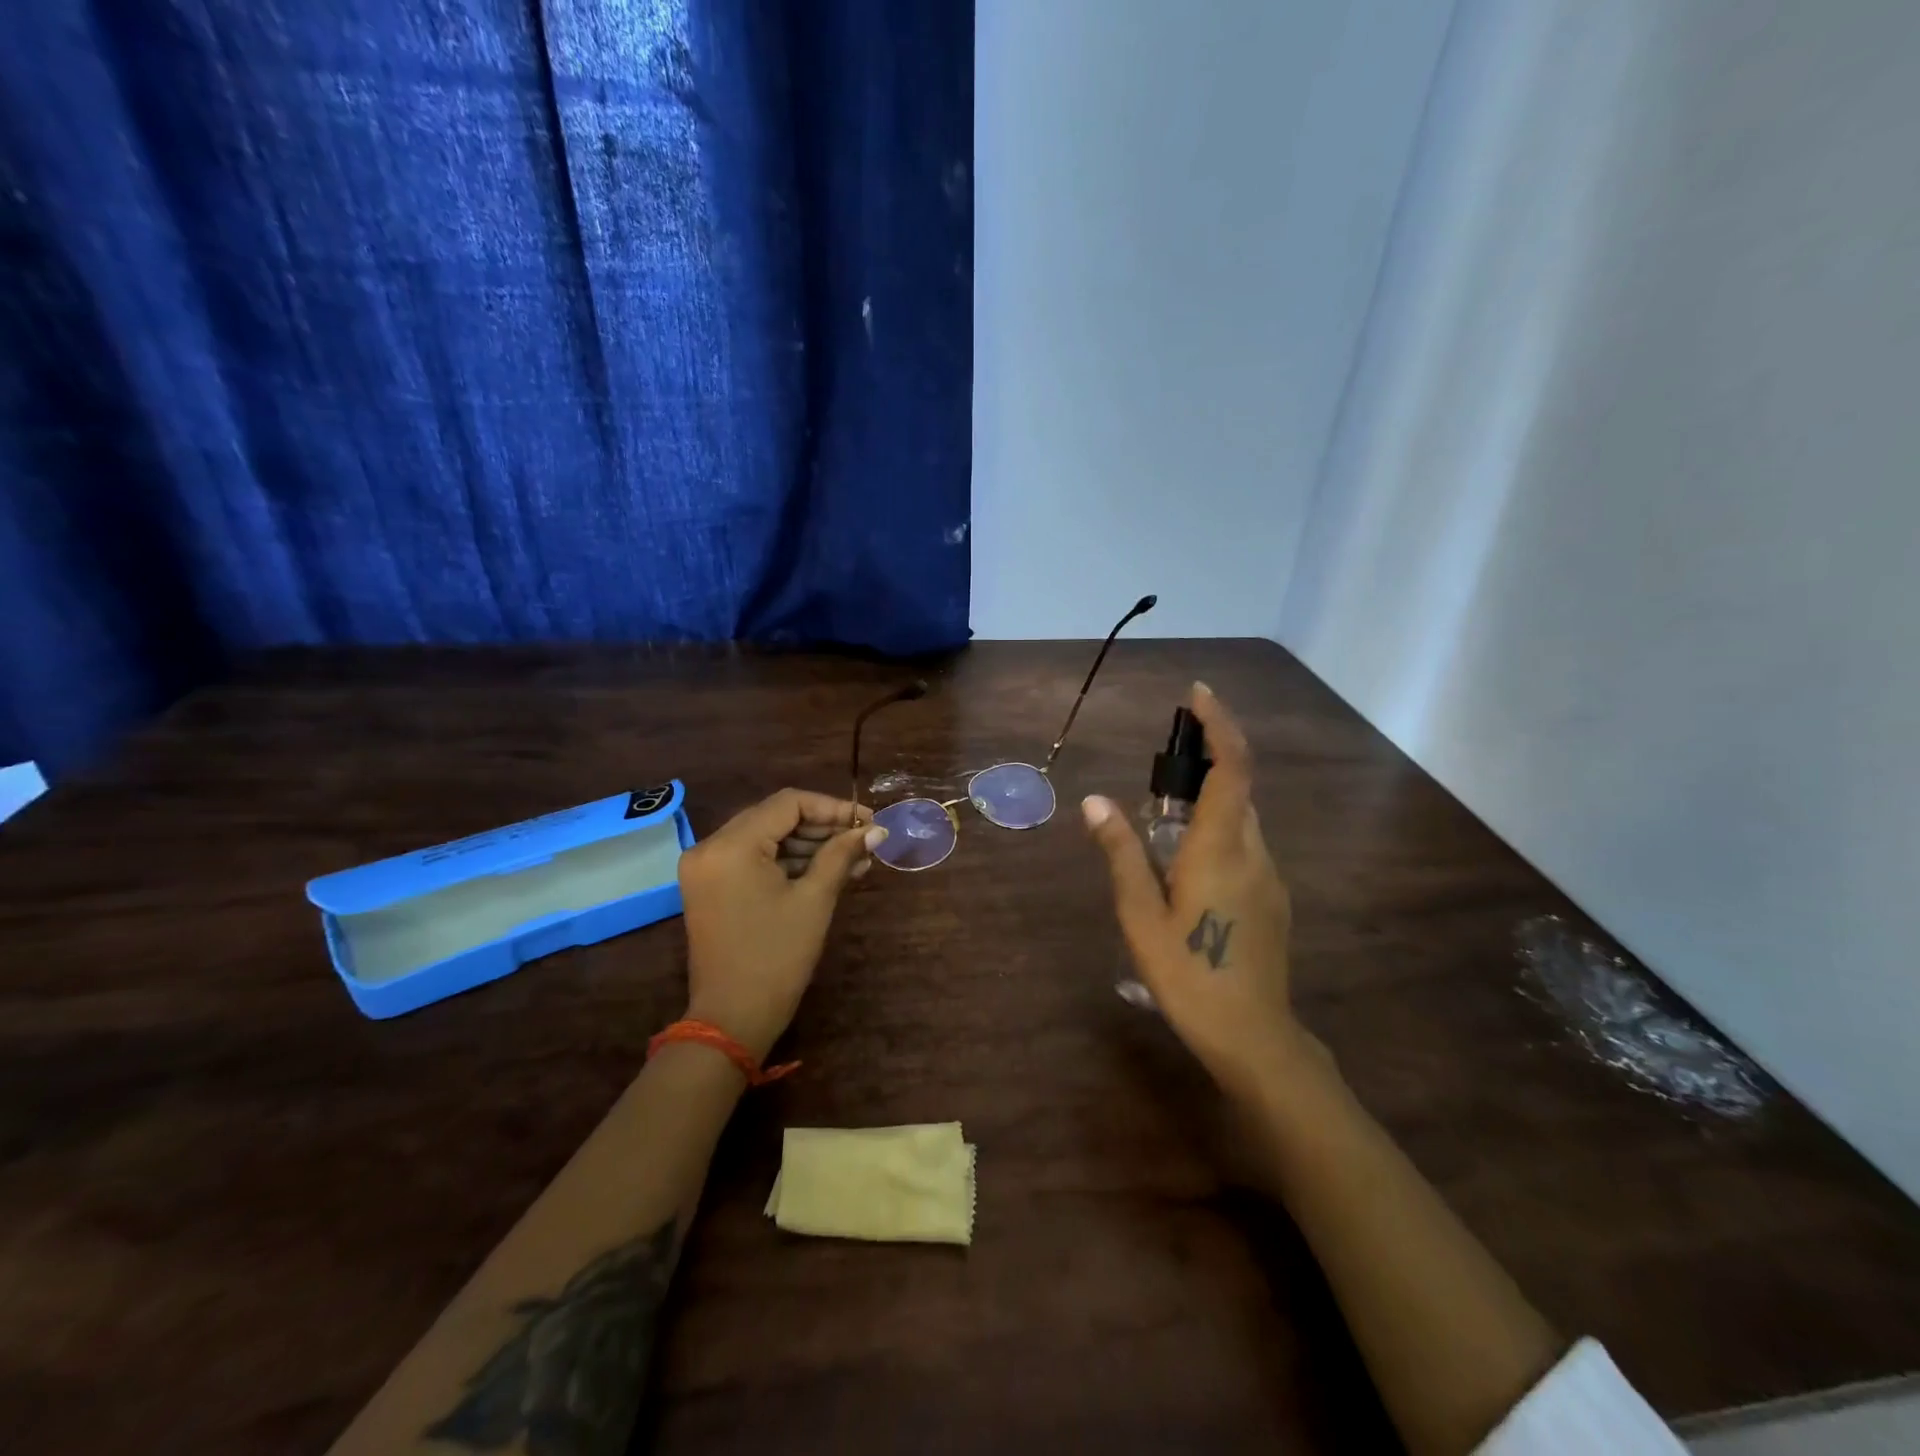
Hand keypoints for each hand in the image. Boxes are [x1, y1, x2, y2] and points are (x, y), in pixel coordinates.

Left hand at [677, 789, 886, 1060]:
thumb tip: (875, 829)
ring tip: (854, 860)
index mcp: (731, 845)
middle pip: (775, 817)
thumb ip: (842, 855)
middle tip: (864, 840)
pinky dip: (787, 862)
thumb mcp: (815, 900)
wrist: (732, 1019)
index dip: (832, 808)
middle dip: (823, 826)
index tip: (867, 822)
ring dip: (808, 845)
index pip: (788, 803)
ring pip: (766, 837)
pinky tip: (826, 871)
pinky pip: (753, 859)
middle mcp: (710, 847)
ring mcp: (706, 868)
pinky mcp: (710, 887)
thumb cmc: (777, 957)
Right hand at [1083, 684, 1324, 1098]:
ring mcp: (1270, 878)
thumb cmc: (1188, 975)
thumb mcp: (1140, 914)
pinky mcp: (1273, 900)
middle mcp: (1254, 852)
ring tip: (1162, 829)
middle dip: (1204, 765)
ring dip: (1209, 804)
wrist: (1254, 1038)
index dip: (1219, 724)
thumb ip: (1120, 853)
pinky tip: (1187, 872)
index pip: (1232, 767)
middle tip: (1159, 775)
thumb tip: (1094, 801)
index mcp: (1222, 848)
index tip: (1197, 695)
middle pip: (1238, 789)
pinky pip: (1245, 847)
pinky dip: (1218, 834)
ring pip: (1242, 821)